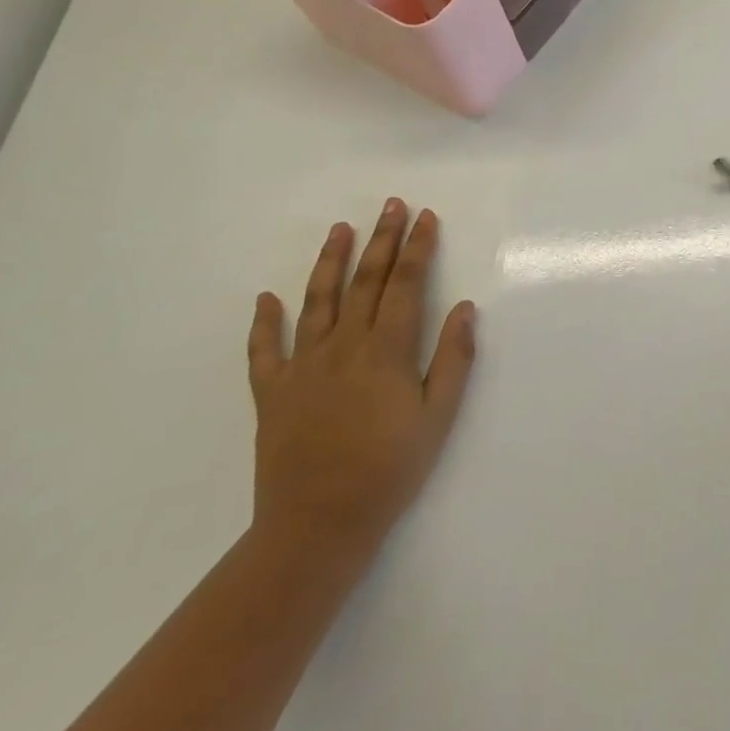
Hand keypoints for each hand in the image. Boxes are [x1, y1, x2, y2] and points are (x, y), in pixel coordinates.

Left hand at [246, 199, 475, 565]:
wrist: (317, 526)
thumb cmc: (389, 470)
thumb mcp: (438, 417)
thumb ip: (454, 359)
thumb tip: (465, 308)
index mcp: (387, 350)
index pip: (407, 284)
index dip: (418, 247)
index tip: (426, 217)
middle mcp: (345, 346)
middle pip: (366, 281)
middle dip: (382, 239)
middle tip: (390, 205)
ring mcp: (304, 367)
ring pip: (317, 301)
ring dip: (330, 262)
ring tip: (340, 230)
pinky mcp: (273, 393)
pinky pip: (265, 351)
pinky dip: (264, 323)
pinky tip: (266, 299)